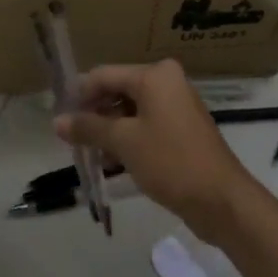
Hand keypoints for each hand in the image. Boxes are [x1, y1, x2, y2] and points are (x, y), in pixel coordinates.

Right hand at [54, 60, 254, 243]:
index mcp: (155, 76)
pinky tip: (112, 164)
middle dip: (94, 116)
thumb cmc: (170, 161)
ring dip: (109, 132)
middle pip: (117, 92)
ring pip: (130, 112)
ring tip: (90, 156)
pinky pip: (146, 127)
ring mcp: (177, 107)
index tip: (59, 119)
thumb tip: (56, 122)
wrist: (221, 200)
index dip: (79, 96)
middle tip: (72, 140)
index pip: (104, 76)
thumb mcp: (123, 142)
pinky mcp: (181, 131)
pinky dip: (127, 141)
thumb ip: (88, 128)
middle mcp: (167, 83)